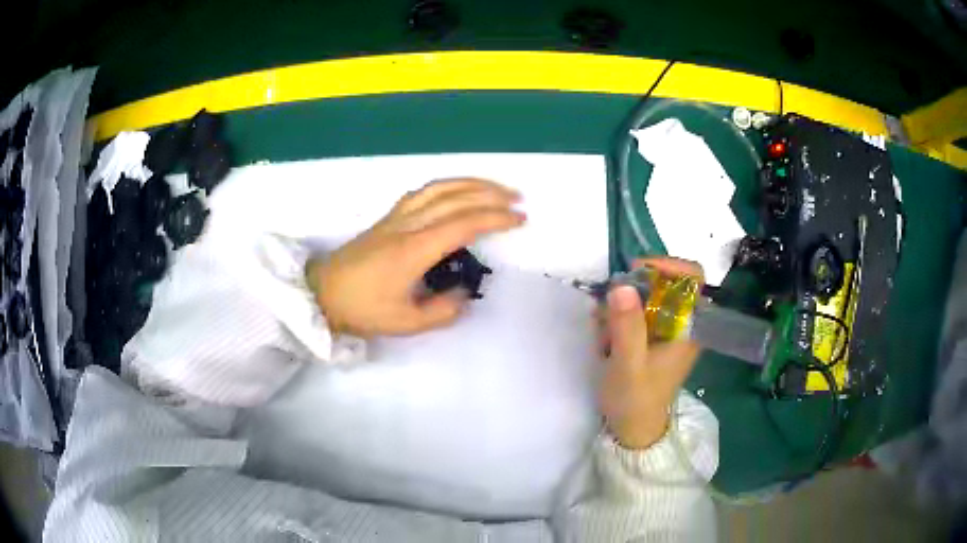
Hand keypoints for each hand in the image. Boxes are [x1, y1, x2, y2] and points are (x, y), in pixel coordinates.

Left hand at [307, 178, 524, 337]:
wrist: (322, 292)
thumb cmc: (362, 309)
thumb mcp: (405, 323)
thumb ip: (442, 311)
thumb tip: (464, 294)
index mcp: (413, 250)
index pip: (463, 224)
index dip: (494, 219)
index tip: (519, 220)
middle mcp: (407, 225)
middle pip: (454, 198)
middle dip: (490, 195)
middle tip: (518, 200)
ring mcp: (396, 217)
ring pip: (438, 188)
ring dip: (470, 184)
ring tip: (495, 188)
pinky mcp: (388, 217)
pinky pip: (423, 192)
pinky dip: (447, 185)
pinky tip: (457, 190)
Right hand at [598, 257, 702, 449]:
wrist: (633, 430)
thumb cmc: (635, 400)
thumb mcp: (628, 364)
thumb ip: (627, 326)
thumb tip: (623, 285)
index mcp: (688, 326)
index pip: (692, 277)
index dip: (668, 265)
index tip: (636, 270)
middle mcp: (681, 322)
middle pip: (663, 282)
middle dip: (631, 292)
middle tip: (608, 311)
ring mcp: (666, 329)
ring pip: (644, 297)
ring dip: (619, 310)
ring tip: (604, 338)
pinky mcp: (652, 336)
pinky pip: (634, 313)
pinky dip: (616, 320)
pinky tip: (605, 343)